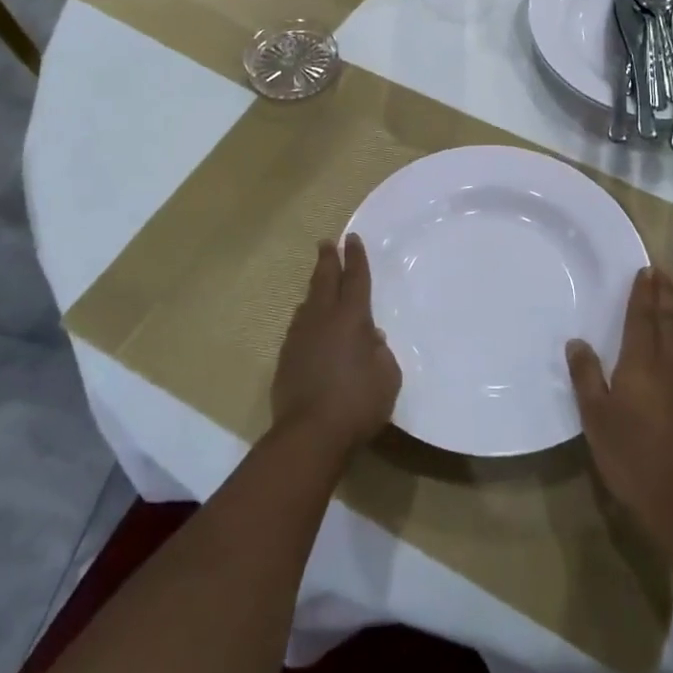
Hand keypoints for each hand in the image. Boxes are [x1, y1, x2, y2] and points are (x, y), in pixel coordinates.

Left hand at [272, 235, 401, 460]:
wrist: (309, 433)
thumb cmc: (358, 402)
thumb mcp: (387, 377)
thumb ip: (381, 353)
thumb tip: (370, 338)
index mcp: (352, 318)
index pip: (356, 279)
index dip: (356, 258)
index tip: (352, 239)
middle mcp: (323, 319)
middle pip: (325, 281)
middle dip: (328, 260)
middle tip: (326, 243)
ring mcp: (300, 337)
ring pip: (308, 304)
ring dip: (315, 290)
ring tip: (319, 284)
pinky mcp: (286, 358)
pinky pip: (298, 328)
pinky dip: (306, 319)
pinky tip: (308, 326)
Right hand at [567, 267, 672, 546]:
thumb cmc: (631, 456)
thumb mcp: (596, 417)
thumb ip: (586, 376)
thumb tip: (578, 342)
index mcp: (642, 364)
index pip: (642, 319)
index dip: (643, 294)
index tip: (646, 270)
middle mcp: (672, 367)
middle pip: (668, 324)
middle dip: (663, 297)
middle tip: (661, 274)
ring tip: (668, 307)